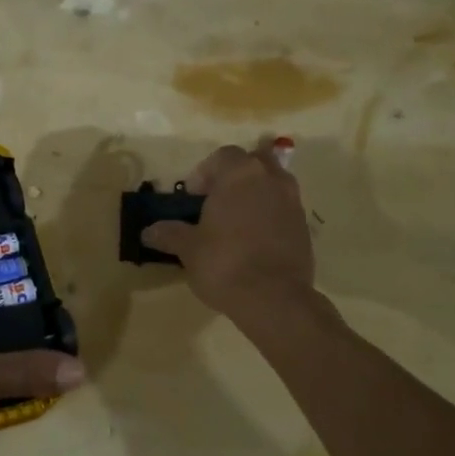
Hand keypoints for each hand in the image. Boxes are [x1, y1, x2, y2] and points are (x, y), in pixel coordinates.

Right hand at [142, 136, 314, 319]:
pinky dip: (269, 215)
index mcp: (240, 174)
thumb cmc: (224, 262)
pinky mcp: (305, 227)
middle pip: (253, 163)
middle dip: (235, 177)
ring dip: (255, 194)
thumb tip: (148, 232)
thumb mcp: (188, 249)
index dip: (204, 173)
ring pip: (272, 184)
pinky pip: (283, 209)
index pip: (222, 156)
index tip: (192, 197)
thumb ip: (170, 234)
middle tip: (216, 201)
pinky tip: (254, 241)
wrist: (274, 299)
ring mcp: (293, 202)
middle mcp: (271, 179)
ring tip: (235, 222)